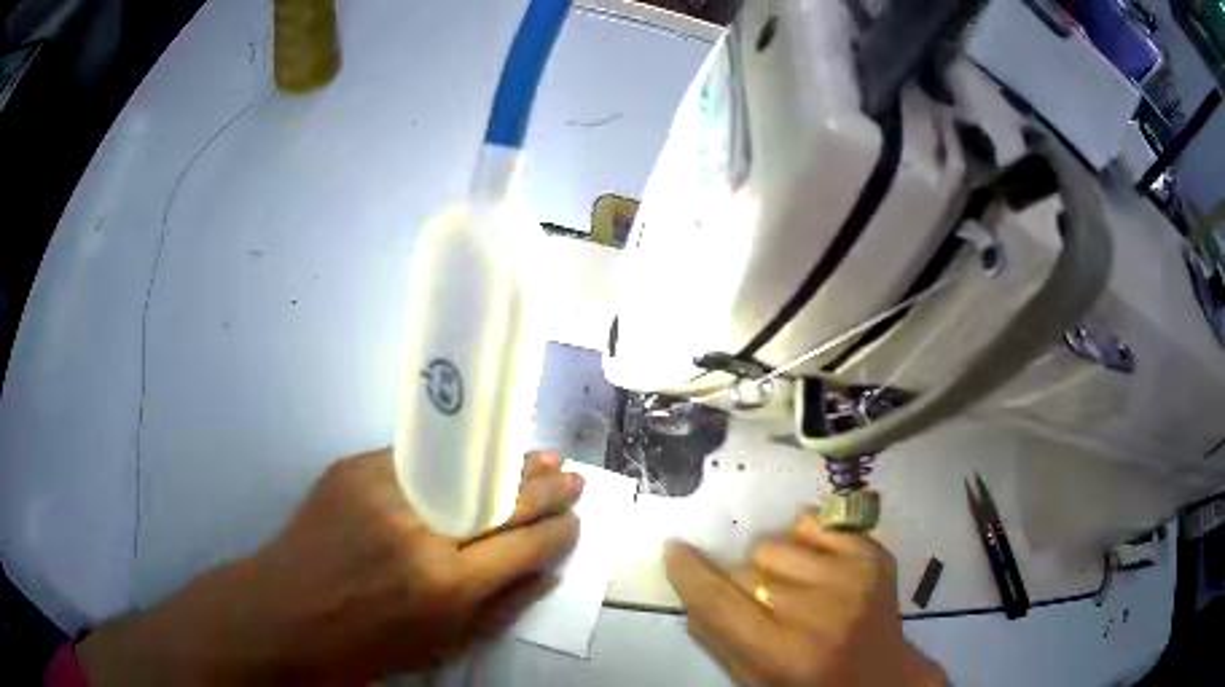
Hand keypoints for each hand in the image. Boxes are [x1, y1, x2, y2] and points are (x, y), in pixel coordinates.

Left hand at [77, 449, 581, 684]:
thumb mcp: (440, 646)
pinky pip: (413, 462)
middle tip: (572, 477)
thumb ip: (498, 607)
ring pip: (460, 469)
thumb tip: (544, 569)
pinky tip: (470, 459)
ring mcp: (381, 493)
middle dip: (543, 489)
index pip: (521, 546)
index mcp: (445, 586)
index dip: (556, 531)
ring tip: (539, 456)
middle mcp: (418, 533)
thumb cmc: (363, 646)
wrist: (282, 614)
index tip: (575, 521)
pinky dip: (446, 464)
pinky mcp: (351, 470)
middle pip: (498, 501)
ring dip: (504, 466)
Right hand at [664, 512, 947, 686]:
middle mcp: (819, 611)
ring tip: (795, 586)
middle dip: (741, 581)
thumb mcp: (753, 680)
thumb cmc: (809, 686)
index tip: (673, 548)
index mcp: (783, 653)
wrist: (881, 677)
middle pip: (749, 568)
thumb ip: (717, 638)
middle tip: (761, 602)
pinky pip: (815, 522)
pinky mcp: (873, 554)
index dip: (691, 573)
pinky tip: (817, 564)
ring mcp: (851, 577)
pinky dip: (806, 539)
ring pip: (777, 543)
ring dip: (773, 562)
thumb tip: (690, 588)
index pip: (720, 601)